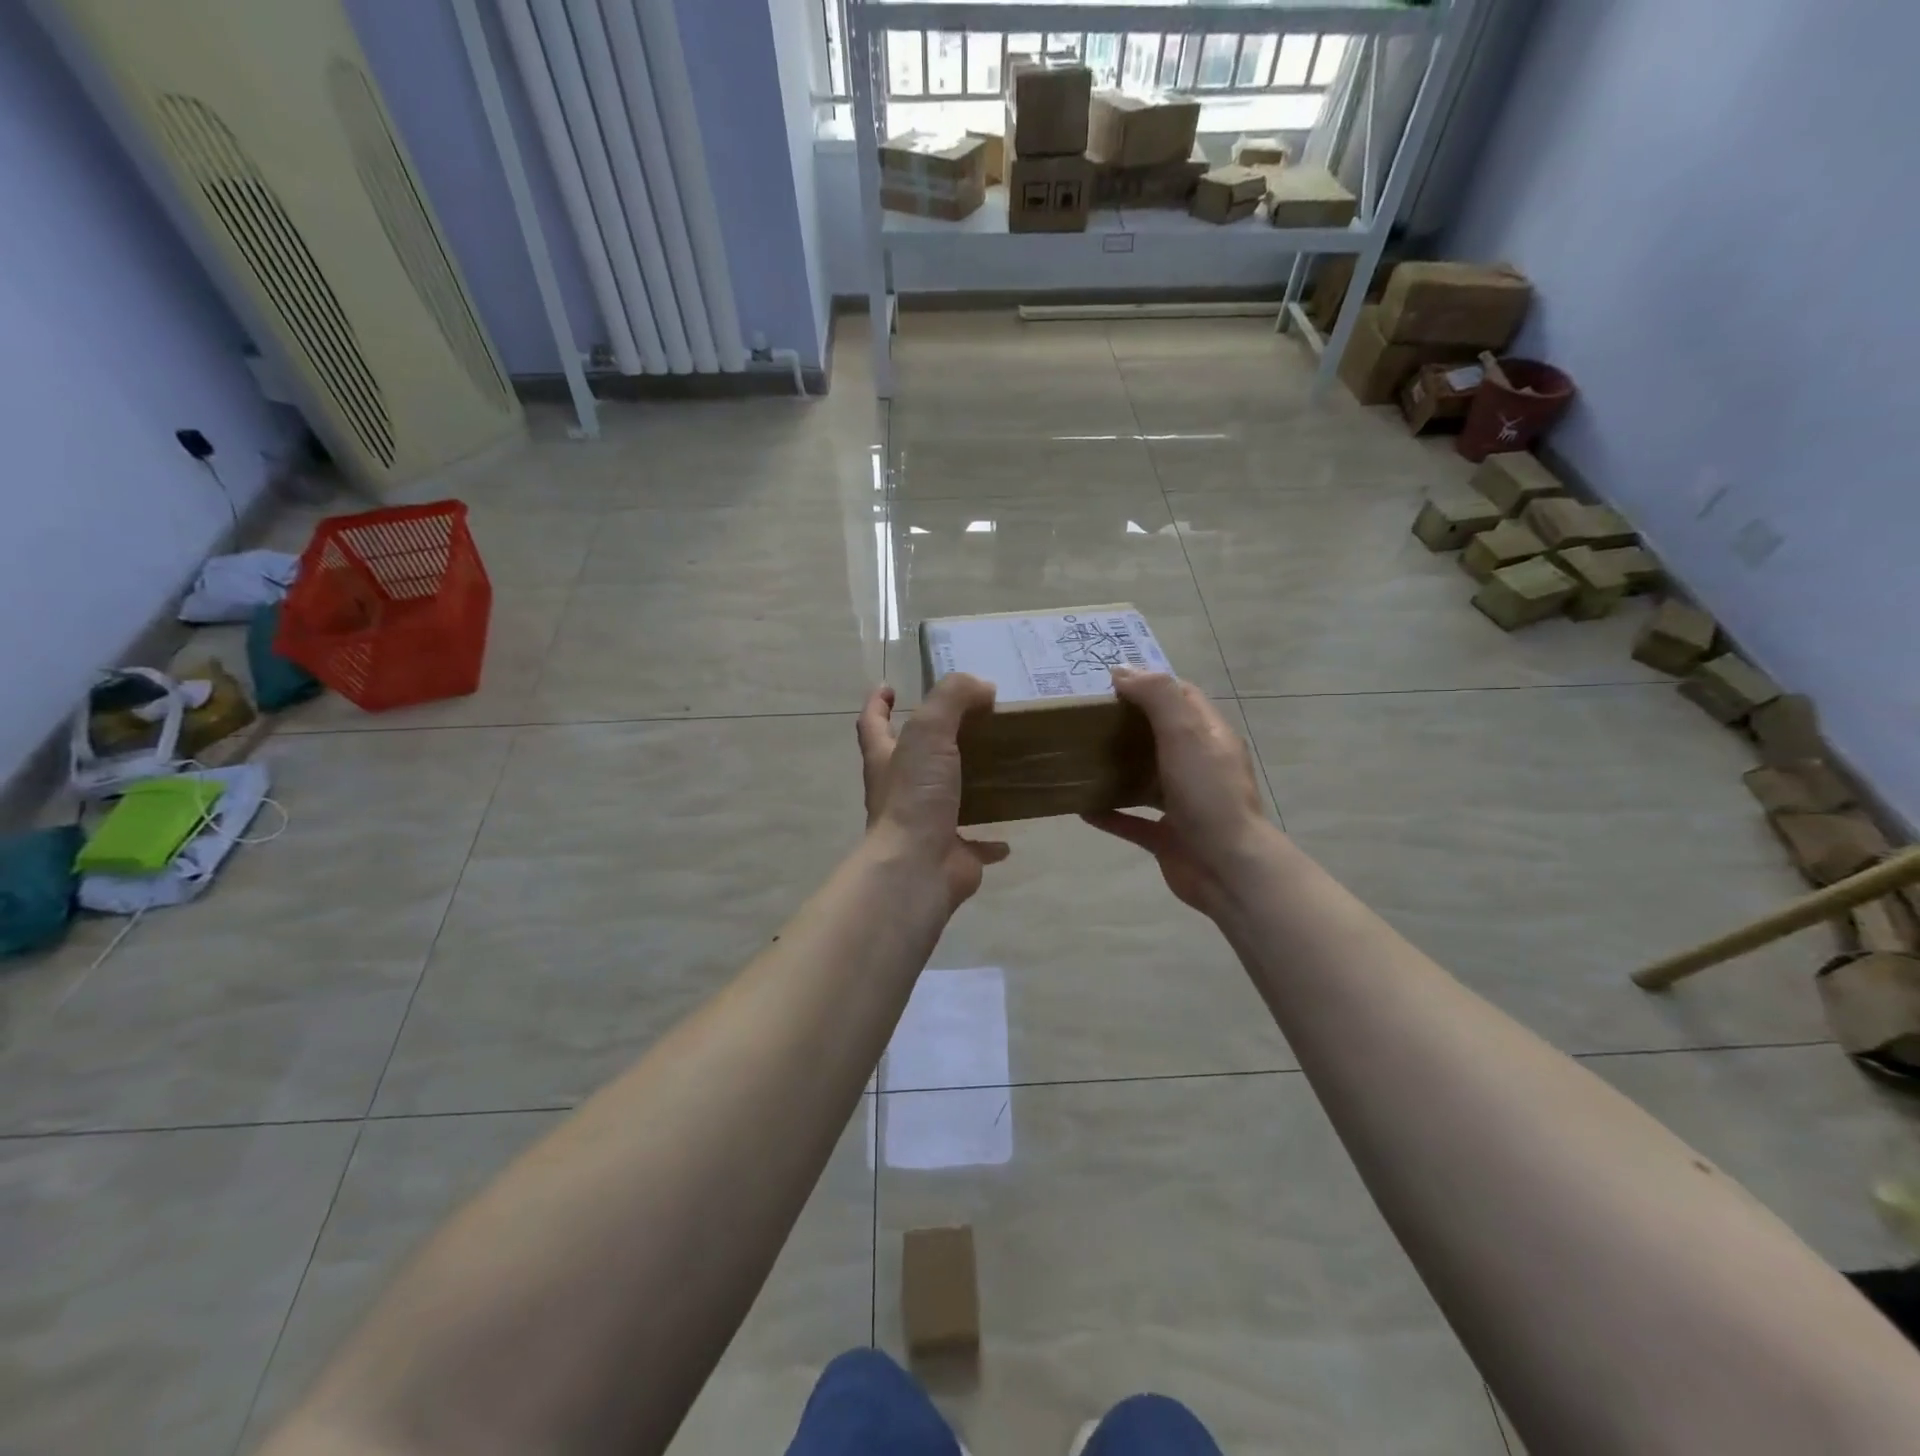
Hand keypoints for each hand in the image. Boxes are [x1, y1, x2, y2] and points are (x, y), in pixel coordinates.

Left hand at [856, 675, 1009, 909]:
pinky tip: (1008, 837)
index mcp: (886, 760)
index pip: (873, 723)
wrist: (917, 867)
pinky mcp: (951, 854)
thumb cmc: (915, 795)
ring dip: (962, 787)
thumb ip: (953, 699)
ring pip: (943, 800)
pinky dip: (989, 842)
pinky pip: (974, 845)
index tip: (889, 688)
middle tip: (963, 723)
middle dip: (928, 743)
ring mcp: (924, 825)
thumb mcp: (930, 731)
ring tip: (992, 770)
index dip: (878, 704)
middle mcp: (900, 792)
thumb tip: (982, 687)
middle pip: (909, 760)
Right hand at [1083, 668, 1277, 916]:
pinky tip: (1082, 808)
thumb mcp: (1185, 733)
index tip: (1109, 682)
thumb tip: (1123, 671)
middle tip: (1086, 717)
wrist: (1227, 868)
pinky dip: (1110, 813)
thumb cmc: (1208, 794)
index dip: (1150, 684)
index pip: (1182, 697)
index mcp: (1209, 737)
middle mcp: (1198, 767)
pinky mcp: (1167, 836)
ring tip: (1081, 757)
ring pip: (1146, 778)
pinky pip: (1132, 820)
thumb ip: (1157, 697)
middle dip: (1127, 724)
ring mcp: (1183, 803)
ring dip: (1117, 769)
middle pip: (1161, 736)